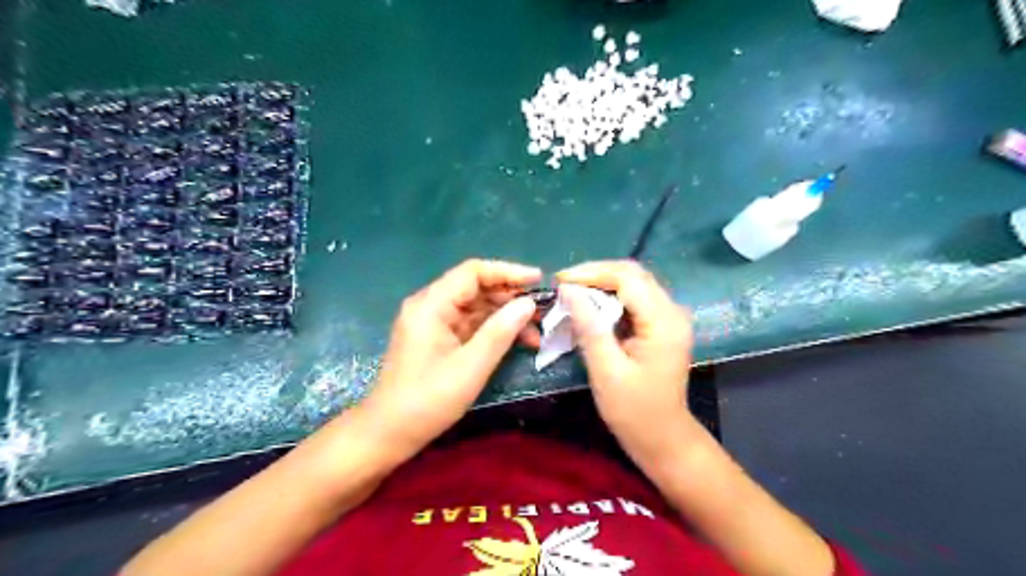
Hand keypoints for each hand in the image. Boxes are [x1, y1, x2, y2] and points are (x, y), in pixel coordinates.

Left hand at [357, 259, 539, 458]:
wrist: (388, 433)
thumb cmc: (428, 400)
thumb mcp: (471, 367)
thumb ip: (501, 331)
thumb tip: (528, 303)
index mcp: (431, 305)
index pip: (473, 272)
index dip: (508, 272)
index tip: (538, 280)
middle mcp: (430, 306)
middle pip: (476, 288)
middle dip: (510, 297)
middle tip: (543, 311)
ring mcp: (433, 322)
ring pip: (476, 307)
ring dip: (505, 316)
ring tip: (536, 332)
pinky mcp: (437, 338)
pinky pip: (470, 324)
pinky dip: (493, 330)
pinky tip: (517, 341)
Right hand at [557, 261, 701, 463]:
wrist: (663, 439)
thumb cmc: (634, 411)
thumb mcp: (606, 370)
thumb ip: (589, 326)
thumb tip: (568, 289)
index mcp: (664, 321)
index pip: (628, 278)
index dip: (592, 273)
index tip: (559, 280)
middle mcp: (672, 311)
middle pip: (633, 274)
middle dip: (595, 274)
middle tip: (563, 284)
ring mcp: (669, 317)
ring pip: (633, 284)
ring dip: (601, 284)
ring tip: (571, 292)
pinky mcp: (661, 326)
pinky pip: (634, 299)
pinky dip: (610, 297)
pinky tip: (589, 306)